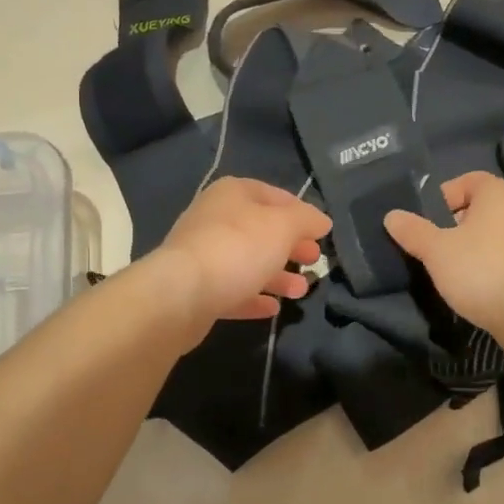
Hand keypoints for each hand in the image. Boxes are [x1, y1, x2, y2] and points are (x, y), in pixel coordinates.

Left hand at [152, 177, 331, 330]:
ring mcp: (203, 254)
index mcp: (232, 194)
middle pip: (261, 230)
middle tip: (315, 261)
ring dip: (277, 276)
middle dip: (291, 246)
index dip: (300, 211)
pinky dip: (253, 296)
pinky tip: (273, 308)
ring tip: (301, 291)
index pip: (274, 195)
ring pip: (248, 262)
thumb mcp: (283, 226)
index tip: (321, 232)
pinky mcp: (196, 289)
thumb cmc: (238, 248)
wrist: (181, 294)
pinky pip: (232, 290)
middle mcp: (215, 218)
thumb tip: (322, 221)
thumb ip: (306, 220)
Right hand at [383, 172, 503, 340]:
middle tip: (436, 248)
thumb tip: (392, 216)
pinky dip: (494, 267)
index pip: (469, 180)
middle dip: (457, 225)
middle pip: (483, 209)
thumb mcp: (436, 251)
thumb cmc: (482, 271)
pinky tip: (480, 289)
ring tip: (455, 272)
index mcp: (500, 195)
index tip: (427, 221)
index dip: (445, 196)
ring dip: (476, 248)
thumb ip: (413, 231)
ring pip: (498, 235)